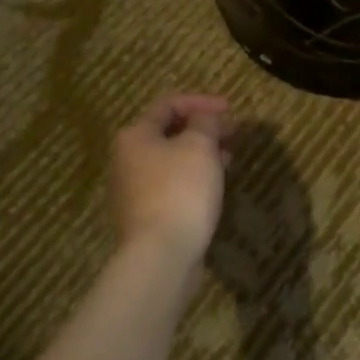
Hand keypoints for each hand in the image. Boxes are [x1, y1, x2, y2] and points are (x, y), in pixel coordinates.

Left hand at [110, 94, 233, 269]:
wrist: (161, 257)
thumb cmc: (180, 190)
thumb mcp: (200, 145)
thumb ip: (205, 122)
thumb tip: (204, 119)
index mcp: (135, 136)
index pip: (169, 104)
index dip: (202, 102)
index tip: (231, 110)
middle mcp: (127, 160)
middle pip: (169, 133)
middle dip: (203, 129)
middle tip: (232, 133)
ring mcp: (134, 192)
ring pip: (172, 161)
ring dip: (201, 154)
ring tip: (229, 157)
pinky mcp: (146, 217)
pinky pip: (172, 186)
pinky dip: (194, 178)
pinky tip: (214, 185)